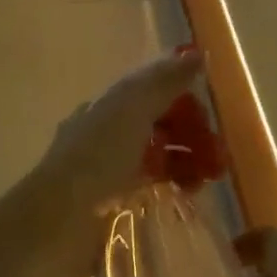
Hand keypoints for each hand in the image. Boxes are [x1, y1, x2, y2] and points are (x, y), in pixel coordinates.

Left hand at [33, 51, 205, 276]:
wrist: (60, 223)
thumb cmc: (97, 156)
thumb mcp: (132, 108)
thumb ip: (165, 80)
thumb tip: (198, 53)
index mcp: (110, 106)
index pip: (154, 90)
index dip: (184, 95)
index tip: (210, 110)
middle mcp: (111, 134)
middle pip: (162, 124)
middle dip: (193, 131)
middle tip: (217, 148)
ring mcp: (115, 171)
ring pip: (163, 156)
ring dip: (191, 159)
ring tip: (212, 174)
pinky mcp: (120, 205)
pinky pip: (159, 187)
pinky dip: (178, 185)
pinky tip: (193, 192)